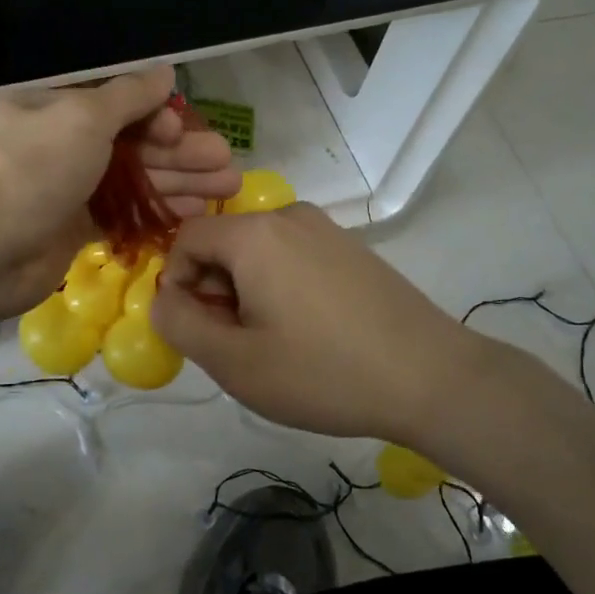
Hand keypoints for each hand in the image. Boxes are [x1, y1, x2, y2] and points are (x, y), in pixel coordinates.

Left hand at [0, 67, 240, 316]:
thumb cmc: (35, 167)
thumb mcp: (84, 116)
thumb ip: (129, 95)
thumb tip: (164, 71)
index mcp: (53, 106)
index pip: (115, 102)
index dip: (155, 115)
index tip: (182, 130)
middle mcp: (60, 143)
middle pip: (132, 142)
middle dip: (181, 151)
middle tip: (227, 164)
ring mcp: (67, 187)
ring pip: (134, 178)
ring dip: (179, 180)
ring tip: (227, 188)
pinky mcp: (74, 227)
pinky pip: (124, 212)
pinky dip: (156, 210)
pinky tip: (193, 213)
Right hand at [150, 203, 486, 441]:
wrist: (431, 377)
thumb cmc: (323, 371)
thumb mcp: (235, 363)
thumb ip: (181, 326)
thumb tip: (163, 299)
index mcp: (254, 234)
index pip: (186, 238)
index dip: (177, 284)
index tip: (199, 330)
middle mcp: (288, 216)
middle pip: (224, 244)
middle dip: (215, 291)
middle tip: (237, 345)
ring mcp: (326, 229)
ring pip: (259, 253)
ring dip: (248, 292)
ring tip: (275, 343)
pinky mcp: (351, 247)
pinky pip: (293, 257)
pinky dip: (281, 287)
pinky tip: (309, 332)